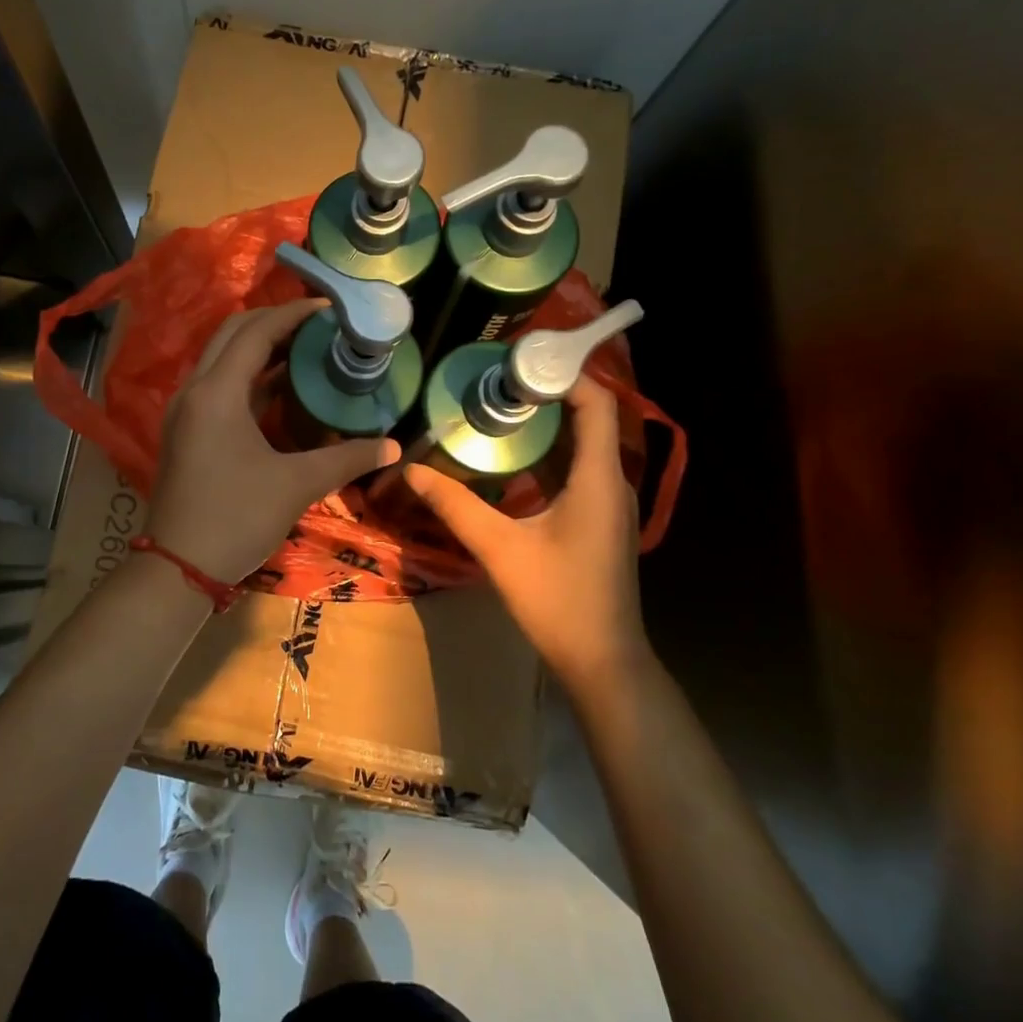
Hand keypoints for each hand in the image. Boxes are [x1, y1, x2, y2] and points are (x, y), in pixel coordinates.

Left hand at [145, 300, 399, 583]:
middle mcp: (194, 391)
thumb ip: (347, 458)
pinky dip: (248, 378)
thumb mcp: (297, 485)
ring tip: (306, 351)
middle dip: (274, 323)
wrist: (178, 569)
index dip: (293, 314)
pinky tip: (281, 390)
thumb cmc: (236, 518)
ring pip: (221, 360)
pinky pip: (218, 386)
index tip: (329, 308)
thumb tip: (393, 447)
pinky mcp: (185, 432)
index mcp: (217, 392)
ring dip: (259, 349)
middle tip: (318, 326)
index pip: (256, 332)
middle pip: (232, 335)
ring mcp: (184, 412)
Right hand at [404, 376, 647, 692]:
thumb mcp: (499, 549)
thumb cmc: (558, 600)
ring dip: (544, 425)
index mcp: (597, 477)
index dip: (563, 373)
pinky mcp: (598, 521)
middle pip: (587, 417)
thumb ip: (456, 505)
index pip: (596, 402)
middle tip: (494, 381)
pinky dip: (546, 455)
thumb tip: (413, 469)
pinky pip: (575, 471)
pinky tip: (509, 459)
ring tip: (496, 408)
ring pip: (580, 445)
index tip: (518, 361)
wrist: (602, 660)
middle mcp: (609, 481)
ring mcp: (607, 503)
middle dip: (544, 394)